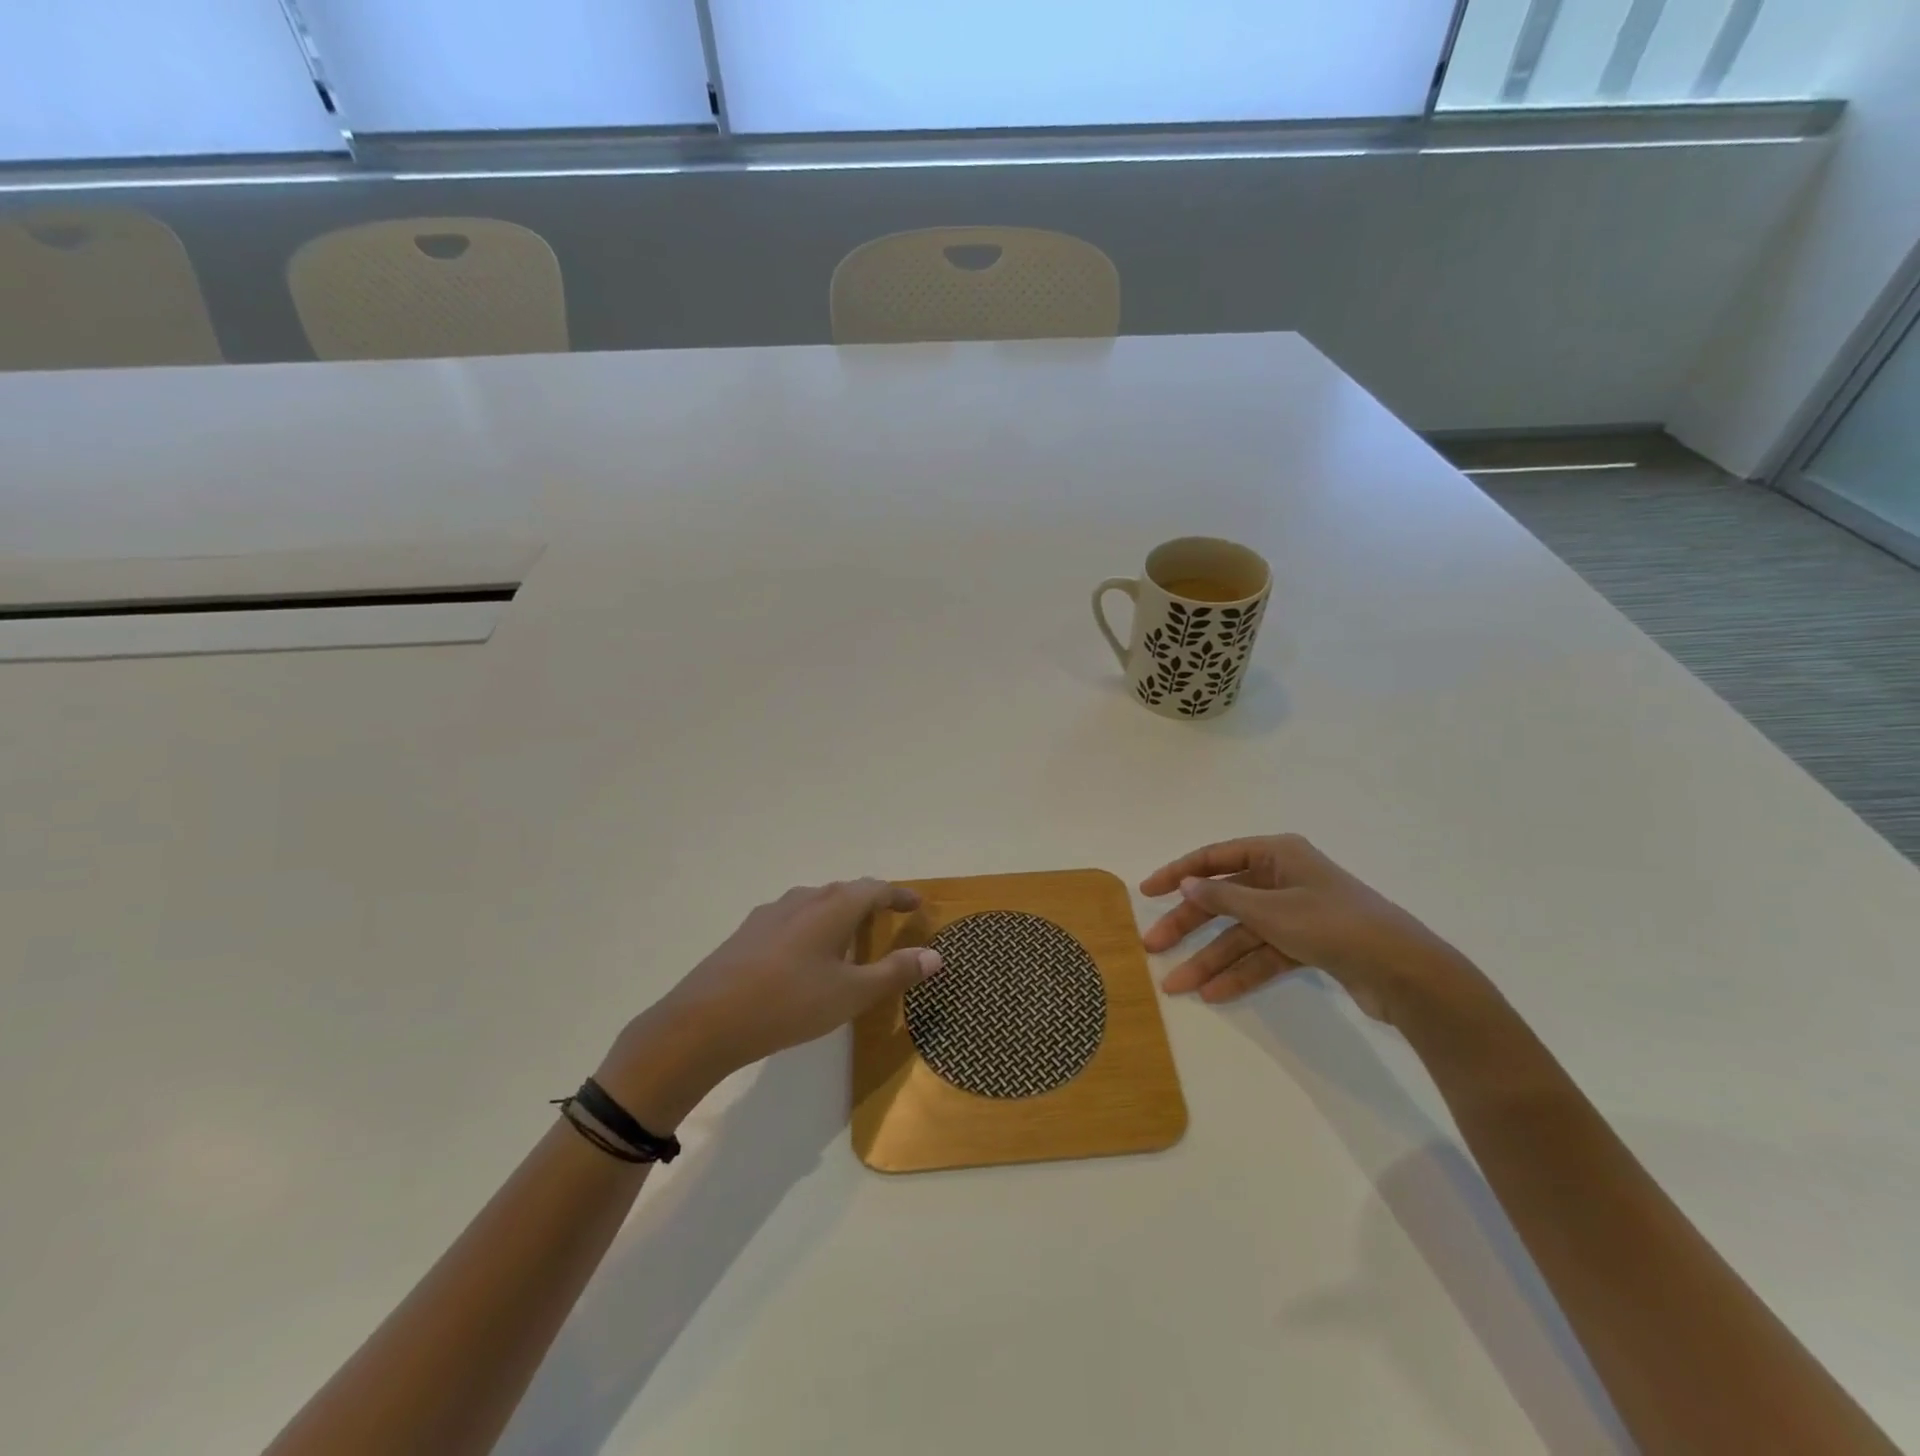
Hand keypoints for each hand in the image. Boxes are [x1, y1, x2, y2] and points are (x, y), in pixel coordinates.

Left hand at [599, 880, 941, 1127]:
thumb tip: (935, 955)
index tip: (916, 903)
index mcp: (833, 907)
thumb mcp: (851, 994)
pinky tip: (804, 954)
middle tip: (887, 917)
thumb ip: (895, 972)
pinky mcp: (747, 933)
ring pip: (815, 903)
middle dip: (869, 901)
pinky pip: (792, 918)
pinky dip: (812, 927)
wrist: (704, 1021)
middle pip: (845, 891)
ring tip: (848, 936)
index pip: (876, 889)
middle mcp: (803, 899)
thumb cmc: (789, 1003)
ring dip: (838, 913)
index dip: (899, 895)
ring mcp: (771, 913)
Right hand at [1140, 833, 1485, 1027]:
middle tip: (1154, 946)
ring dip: (1211, 959)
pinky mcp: (1308, 945)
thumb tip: (1187, 885)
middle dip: (1189, 926)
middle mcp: (1283, 879)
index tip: (1147, 892)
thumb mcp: (1271, 911)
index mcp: (1276, 855)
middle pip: (1224, 900)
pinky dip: (1241, 972)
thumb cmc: (1334, 925)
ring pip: (1241, 933)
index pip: (1215, 858)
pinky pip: (1263, 955)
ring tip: (1177, 986)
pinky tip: (1214, 993)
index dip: (1178, 873)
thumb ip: (1224, 899)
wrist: (1406, 973)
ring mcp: (1296, 913)